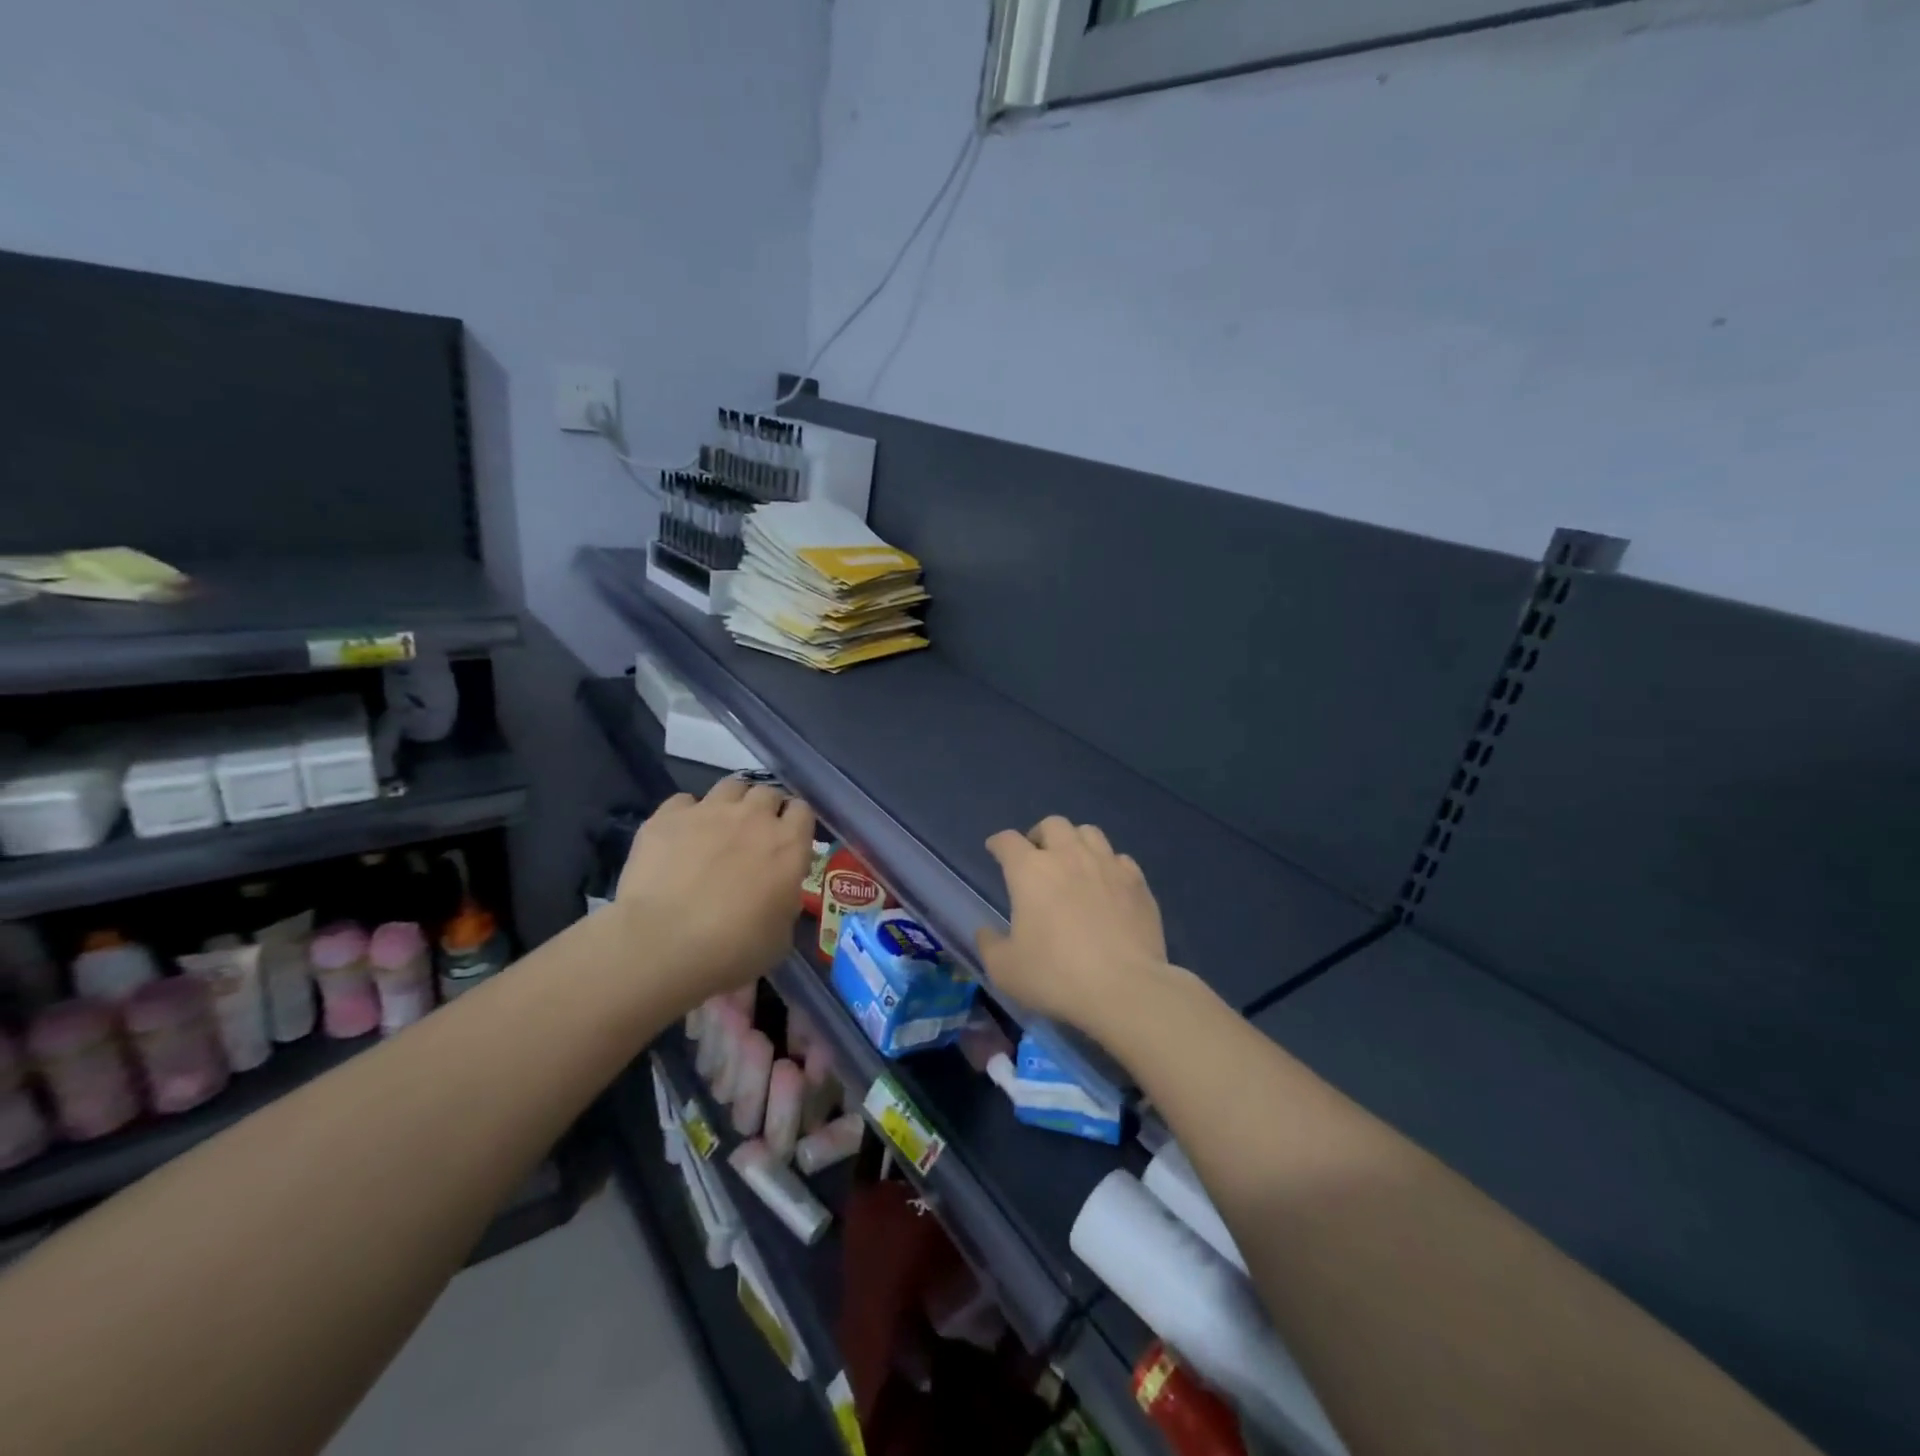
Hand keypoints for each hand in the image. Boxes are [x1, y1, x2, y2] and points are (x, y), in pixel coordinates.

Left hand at [617, 777, 816, 1002]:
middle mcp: (753, 818)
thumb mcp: (780, 936)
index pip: (803, 810)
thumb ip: (786, 901)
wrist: (662, 945)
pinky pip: (684, 801)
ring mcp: (709, 811)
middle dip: (765, 809)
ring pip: (731, 785)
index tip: (788, 842)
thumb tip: (779, 892)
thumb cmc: (732, 949)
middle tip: (754, 837)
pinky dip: (686, 814)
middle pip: (768, 792)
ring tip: (720, 827)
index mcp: (788, 845)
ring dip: (732, 802)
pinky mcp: (667, 817)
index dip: (796, 824)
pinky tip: (680, 837)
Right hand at [974, 816, 1168, 1031]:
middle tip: (1037, 857)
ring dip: (1075, 842)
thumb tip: (985, 931)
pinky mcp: (1137, 881)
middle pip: (1052, 825)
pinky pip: (1119, 858)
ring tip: (1073, 863)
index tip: (995, 850)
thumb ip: (989, 945)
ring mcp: (1107, 865)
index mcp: (1030, 871)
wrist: (1125, 987)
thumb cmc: (1056, 975)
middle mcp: (1069, 856)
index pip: (1008, 841)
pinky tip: (1107, 884)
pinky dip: (1108, 865)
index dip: (998, 843)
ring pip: (1089, 832)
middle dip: (1040, 835)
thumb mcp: (1005, 969)